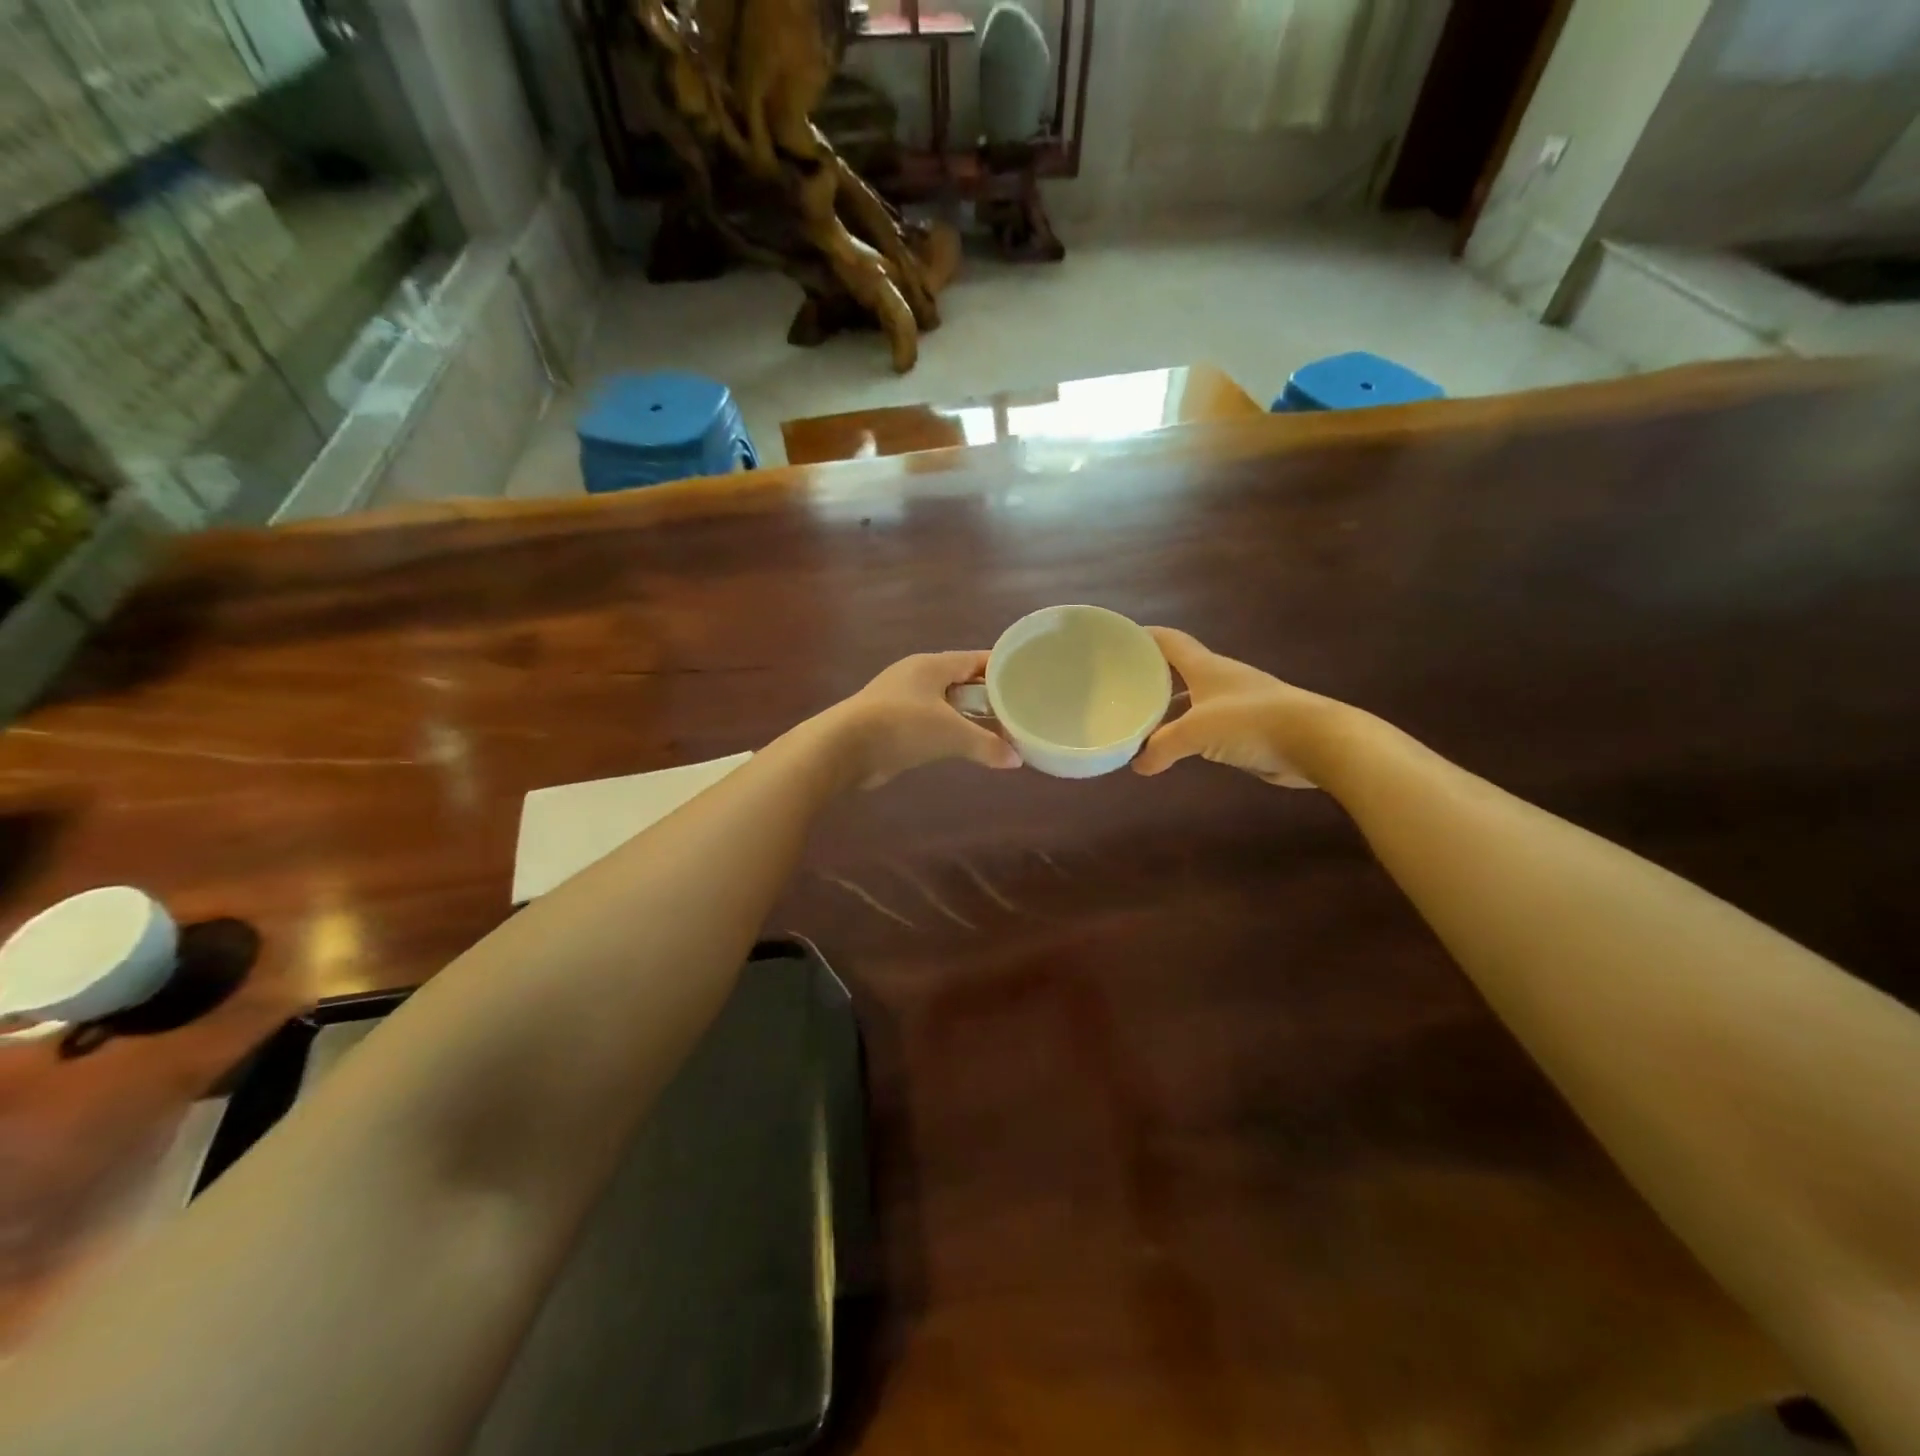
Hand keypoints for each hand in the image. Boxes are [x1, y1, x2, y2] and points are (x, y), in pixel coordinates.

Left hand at [820, 651, 1021, 789]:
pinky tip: (962, 746)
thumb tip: (1017, 760)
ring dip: (968, 716)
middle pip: (961, 681)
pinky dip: (948, 731)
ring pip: (945, 703)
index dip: (1002, 668)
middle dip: (987, 696)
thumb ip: (987, 745)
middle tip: (1018, 710)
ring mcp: (901, 698)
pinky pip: (929, 722)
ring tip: (997, 730)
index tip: (1029, 677)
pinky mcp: (890, 722)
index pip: (976, 659)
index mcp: (932, 665)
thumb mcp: (951, 735)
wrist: (843, 748)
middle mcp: (917, 675)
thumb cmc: (902, 727)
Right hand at [1133, 629, 1342, 787]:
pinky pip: (1206, 726)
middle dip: (1150, 678)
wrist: (1314, 741)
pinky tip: (1172, 749)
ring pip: (1191, 701)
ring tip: (1138, 722)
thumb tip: (1138, 765)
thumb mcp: (1196, 732)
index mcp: (1205, 666)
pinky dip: (1186, 734)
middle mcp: (1219, 679)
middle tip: (1119, 689)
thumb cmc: (1251, 722)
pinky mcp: (1247, 728)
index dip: (1143, 637)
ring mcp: (1235, 703)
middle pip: (1177, 671)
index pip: (1168, 641)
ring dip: (1167, 710)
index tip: (1116, 641)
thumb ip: (1162, 747)